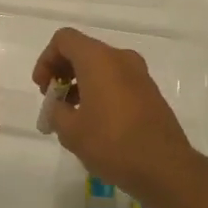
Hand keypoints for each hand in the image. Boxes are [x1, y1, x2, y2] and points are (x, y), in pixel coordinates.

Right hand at [32, 28, 200, 203]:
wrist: (164, 167)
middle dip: (63, 71)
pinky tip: (96, 121)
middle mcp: (121, 58)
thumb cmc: (112, 143)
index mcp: (99, 59)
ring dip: (81, 82)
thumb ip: (56, 111)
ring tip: (72, 115)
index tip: (42, 88)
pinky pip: (117, 80)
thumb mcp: (71, 131)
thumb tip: (59, 107)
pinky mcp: (150, 91)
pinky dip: (100, 90)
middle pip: (84, 50)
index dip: (46, 59)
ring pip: (102, 66)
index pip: (64, 39)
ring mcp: (140, 74)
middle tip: (54, 100)